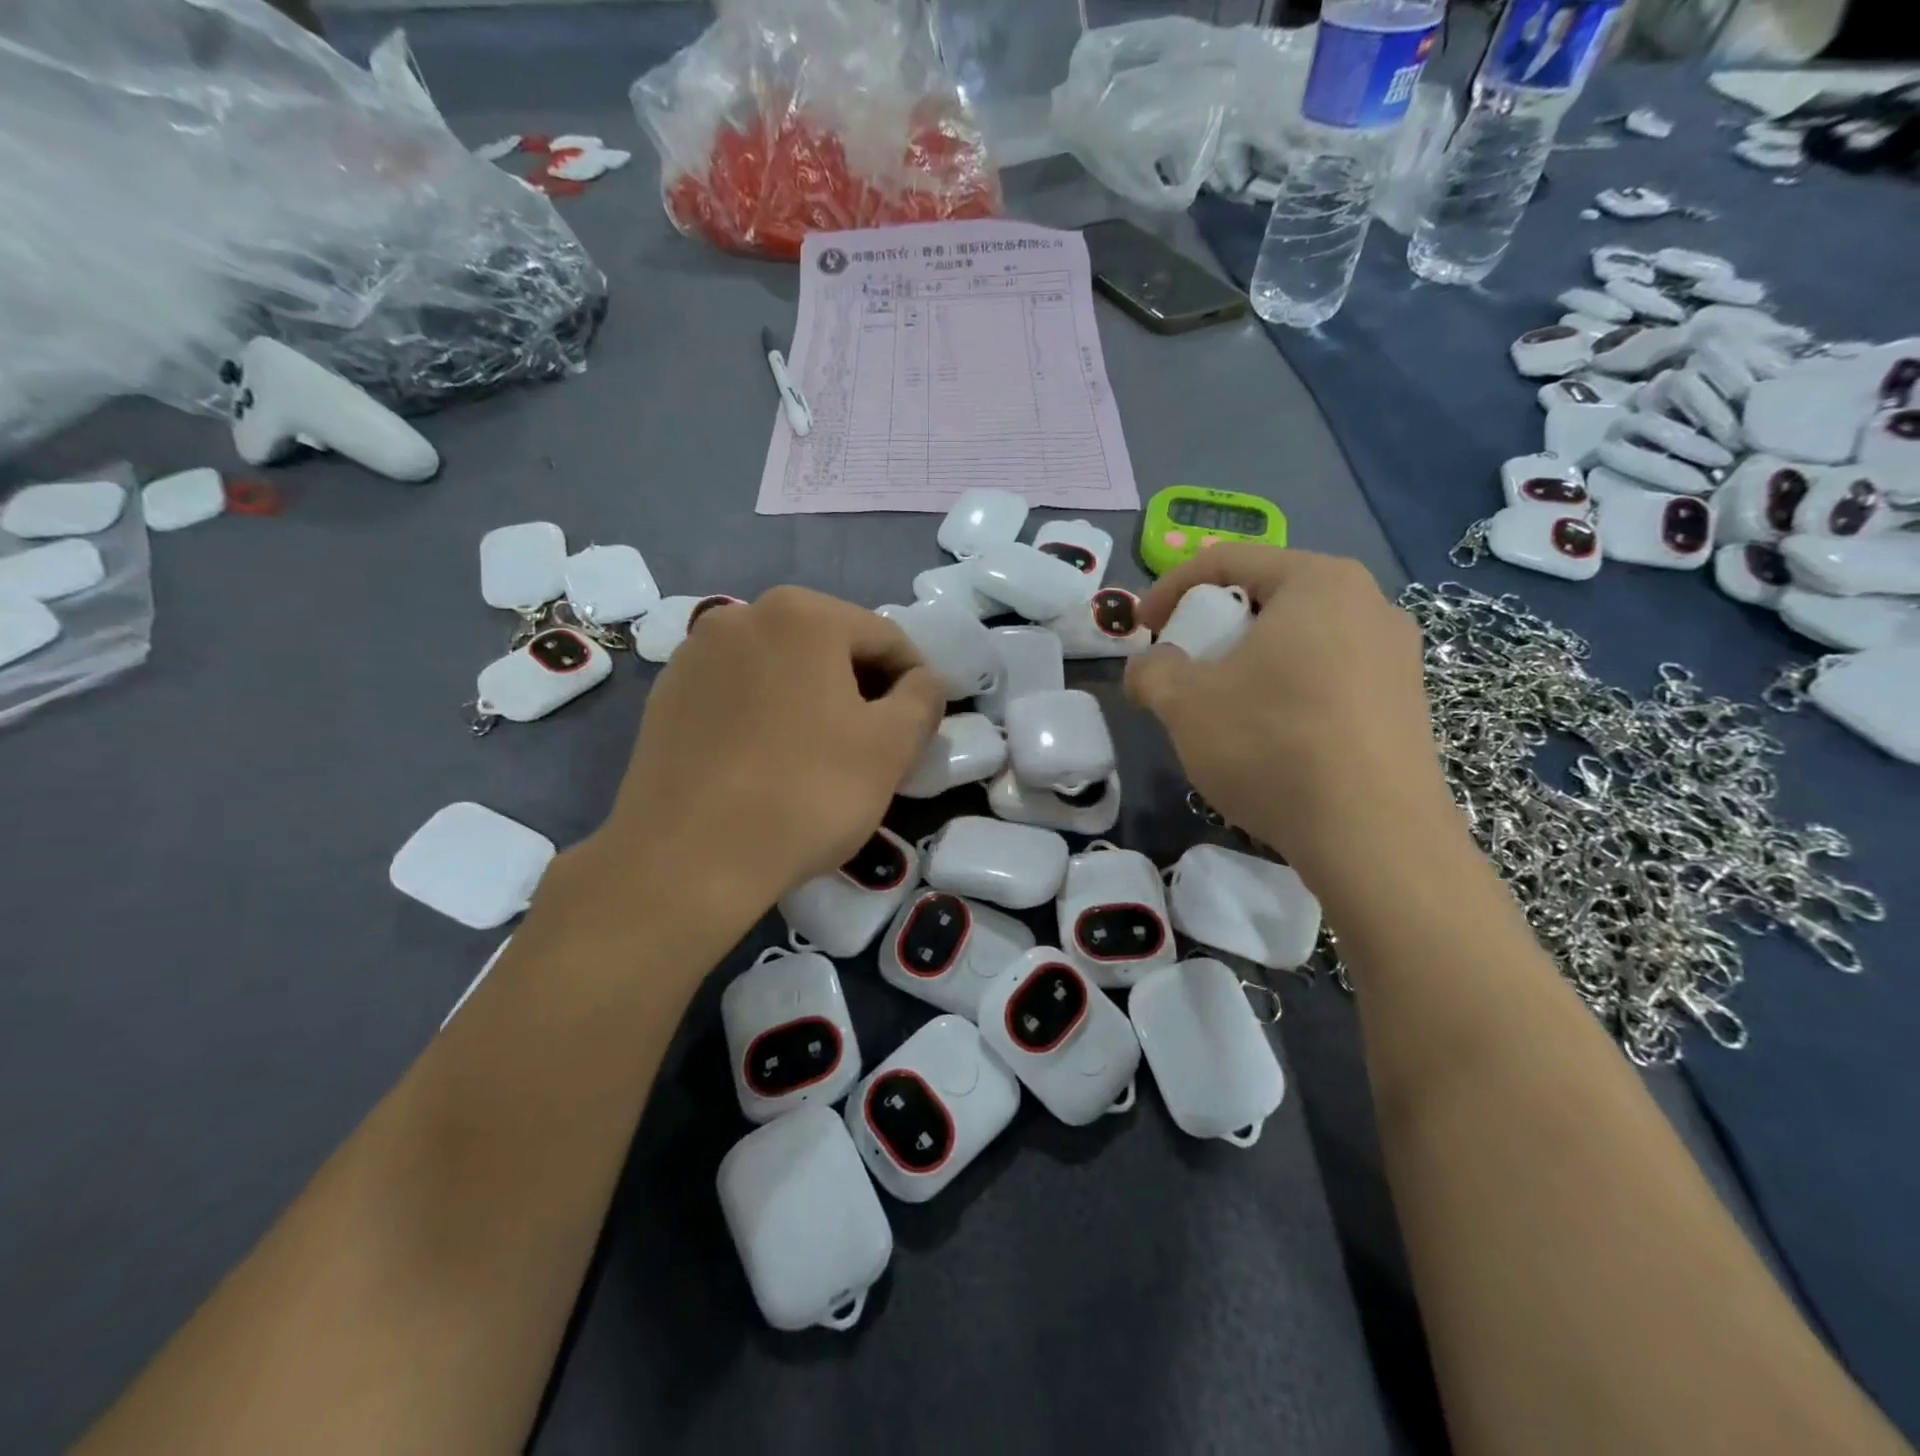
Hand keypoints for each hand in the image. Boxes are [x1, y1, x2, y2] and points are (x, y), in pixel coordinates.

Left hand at [589, 587, 943, 912]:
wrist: (687, 859)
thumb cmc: (806, 793)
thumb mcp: (890, 747)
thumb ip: (922, 699)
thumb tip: (924, 681)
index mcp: (802, 614)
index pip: (885, 637)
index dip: (916, 680)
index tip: (923, 725)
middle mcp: (742, 616)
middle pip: (829, 646)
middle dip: (862, 689)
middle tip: (878, 744)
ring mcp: (695, 655)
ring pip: (781, 669)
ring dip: (814, 700)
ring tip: (823, 756)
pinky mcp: (666, 696)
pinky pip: (738, 694)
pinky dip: (767, 715)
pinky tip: (770, 762)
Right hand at [1125, 547, 1453, 883]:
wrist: (1374, 836)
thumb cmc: (1271, 744)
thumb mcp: (1184, 703)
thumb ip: (1151, 671)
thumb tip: (1147, 667)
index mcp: (1317, 582)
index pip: (1228, 560)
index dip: (1170, 588)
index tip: (1140, 627)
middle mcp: (1370, 604)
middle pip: (1268, 598)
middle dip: (1214, 628)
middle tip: (1183, 666)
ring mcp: (1397, 657)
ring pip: (1301, 641)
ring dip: (1251, 663)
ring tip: (1224, 707)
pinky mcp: (1408, 705)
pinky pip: (1331, 678)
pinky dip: (1288, 691)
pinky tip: (1272, 739)